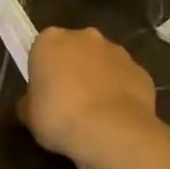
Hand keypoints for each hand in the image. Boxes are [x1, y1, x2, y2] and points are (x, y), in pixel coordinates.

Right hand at [21, 27, 155, 168]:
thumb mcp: (29, 116)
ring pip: (102, 62)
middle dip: (72, 68)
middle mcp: (84, 36)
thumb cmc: (60, 117)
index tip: (44, 93)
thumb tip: (30, 104)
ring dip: (97, 78)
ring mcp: (116, 51)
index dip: (43, 71)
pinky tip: (116, 117)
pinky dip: (120, 92)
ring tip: (95, 113)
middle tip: (68, 101)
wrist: (112, 132)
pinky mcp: (140, 70)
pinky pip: (124, 79)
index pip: (42, 49)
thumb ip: (28, 103)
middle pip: (74, 49)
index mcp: (50, 40)